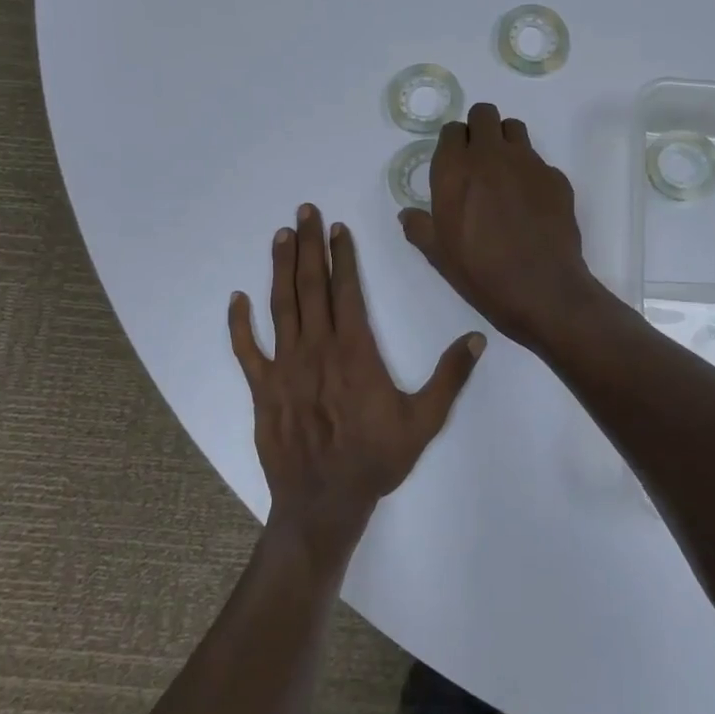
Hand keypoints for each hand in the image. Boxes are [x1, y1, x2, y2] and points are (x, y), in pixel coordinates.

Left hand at [230, 205, 484, 560]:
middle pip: (311, 287)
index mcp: (355, 351)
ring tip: (281, 236)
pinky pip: (246, 350)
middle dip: (309, 246)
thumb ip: (450, 377)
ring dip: (280, 268)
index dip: (342, 256)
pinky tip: (236, 298)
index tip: (338, 228)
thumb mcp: (424, 420)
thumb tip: (477, 338)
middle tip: (305, 211)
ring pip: (280, 307)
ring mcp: (285, 367)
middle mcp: (317, 349)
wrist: (324, 502)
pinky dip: (239, 324)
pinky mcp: (262, 389)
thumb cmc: (376, 459)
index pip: (346, 291)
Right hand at [398, 103, 604, 350]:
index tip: (456, 164)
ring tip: (506, 175)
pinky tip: (532, 205)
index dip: (454, 144)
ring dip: (506, 142)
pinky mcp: (556, 177)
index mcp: (455, 169)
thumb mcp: (438, 254)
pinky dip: (532, 174)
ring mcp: (528, 162)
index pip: (452, 130)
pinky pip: (540, 162)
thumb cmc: (480, 272)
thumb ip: (420, 228)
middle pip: (484, 114)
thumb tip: (408, 215)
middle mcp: (491, 155)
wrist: (541, 289)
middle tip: (480, 160)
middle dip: (480, 129)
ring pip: (514, 129)